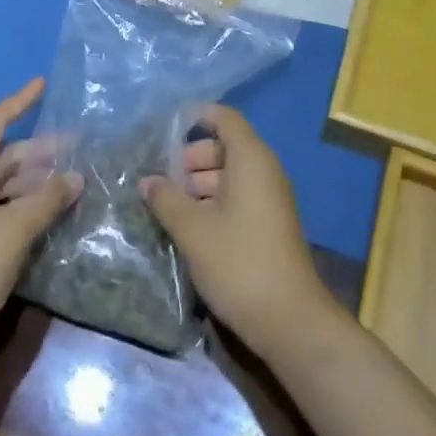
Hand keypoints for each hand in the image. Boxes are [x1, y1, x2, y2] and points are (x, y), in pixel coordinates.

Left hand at [0, 79, 79, 359]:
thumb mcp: (14, 230)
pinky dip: (20, 202)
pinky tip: (46, 209)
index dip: (20, 102)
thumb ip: (47, 199)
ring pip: (0, 182)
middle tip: (77, 145)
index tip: (43, 83)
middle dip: (39, 150)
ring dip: (32, 179)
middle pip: (1, 154)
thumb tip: (76, 177)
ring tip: (69, 179)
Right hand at [141, 105, 331, 355]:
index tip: (167, 129)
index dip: (198, 117)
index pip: (225, 118)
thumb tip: (147, 180)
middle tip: (160, 180)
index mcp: (251, 158)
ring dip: (200, 185)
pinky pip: (239, 197)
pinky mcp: (270, 224)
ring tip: (167, 206)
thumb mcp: (193, 230)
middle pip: (226, 147)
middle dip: (191, 159)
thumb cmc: (238, 262)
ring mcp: (270, 198)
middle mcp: (264, 170)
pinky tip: (189, 226)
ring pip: (230, 175)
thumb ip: (167, 200)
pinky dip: (215, 202)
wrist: (289, 319)